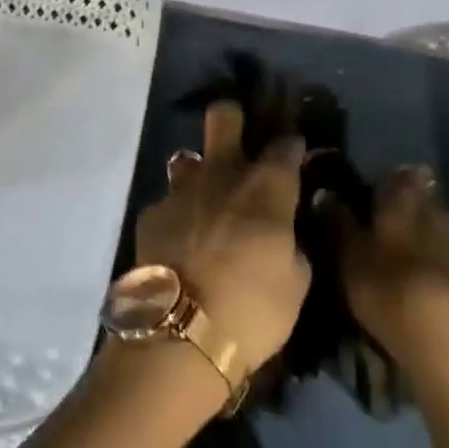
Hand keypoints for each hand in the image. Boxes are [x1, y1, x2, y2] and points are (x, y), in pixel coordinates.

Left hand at [135, 101, 311, 378]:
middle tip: (240, 139)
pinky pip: (169, 202)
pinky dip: (179, 216)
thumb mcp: (297, 282)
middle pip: (223, 116)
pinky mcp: (152, 212)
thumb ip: (292, 241)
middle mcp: (221, 174)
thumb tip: (285, 228)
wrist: (181, 331)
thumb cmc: (253, 309)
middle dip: (232, 117)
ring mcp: (181, 190)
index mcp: (265, 188)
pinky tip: (181, 241)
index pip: (284, 145)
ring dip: (200, 173)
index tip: (294, 154)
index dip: (291, 145)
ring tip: (207, 200)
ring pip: (188, 158)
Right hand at [335, 167, 448, 379]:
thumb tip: (325, 191)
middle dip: (406, 206)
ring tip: (403, 254)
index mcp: (405, 199)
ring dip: (424, 234)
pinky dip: (438, 261)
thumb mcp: (350, 256)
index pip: (397, 175)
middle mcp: (438, 212)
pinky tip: (425, 279)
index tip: (370, 190)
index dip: (384, 179)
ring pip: (439, 227)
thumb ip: (338, 221)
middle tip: (383, 223)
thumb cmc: (389, 289)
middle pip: (422, 199)